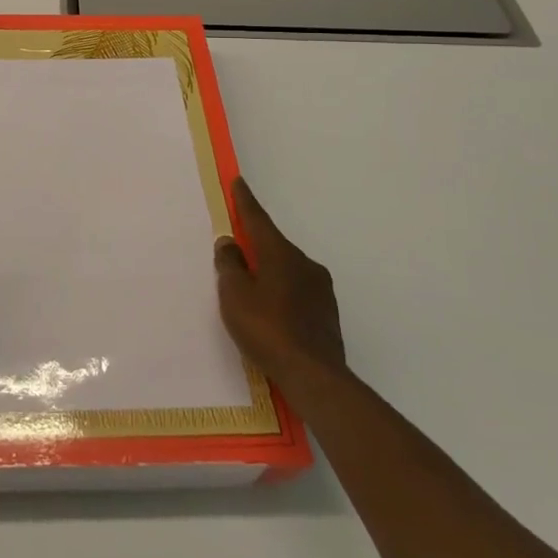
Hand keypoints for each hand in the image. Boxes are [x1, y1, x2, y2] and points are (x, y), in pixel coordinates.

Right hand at [215, 177, 346, 387]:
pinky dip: (281, 294)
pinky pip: (298, 292)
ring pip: (288, 270)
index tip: (239, 182)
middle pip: (274, 246)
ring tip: (251, 289)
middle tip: (237, 249)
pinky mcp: (327, 314)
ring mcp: (321, 290)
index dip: (245, 201)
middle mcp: (305, 264)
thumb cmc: (267, 328)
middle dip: (255, 245)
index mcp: (280, 254)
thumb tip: (230, 242)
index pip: (258, 220)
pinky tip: (271, 313)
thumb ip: (230, 265)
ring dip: (269, 272)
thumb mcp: (235, 295)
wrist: (314, 376)